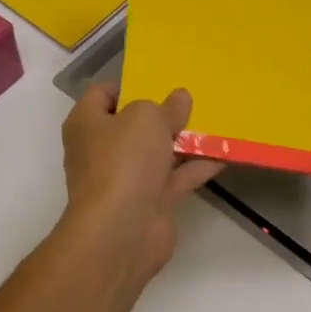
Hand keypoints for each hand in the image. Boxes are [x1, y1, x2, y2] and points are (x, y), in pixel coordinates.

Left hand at [58, 83, 222, 301]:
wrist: (121, 231)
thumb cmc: (123, 162)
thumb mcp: (146, 118)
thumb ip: (165, 107)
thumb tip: (179, 98)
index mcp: (87, 123)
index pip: (102, 94)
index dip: (129, 84)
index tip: (160, 81)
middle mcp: (102, 149)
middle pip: (133, 124)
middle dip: (162, 114)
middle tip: (192, 100)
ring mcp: (125, 178)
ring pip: (156, 152)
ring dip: (183, 141)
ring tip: (215, 122)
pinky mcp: (148, 202)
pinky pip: (175, 178)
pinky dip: (196, 168)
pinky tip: (223, 155)